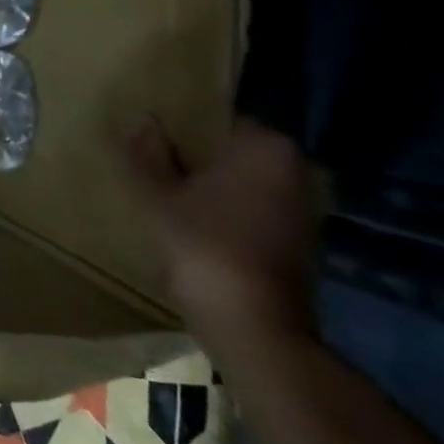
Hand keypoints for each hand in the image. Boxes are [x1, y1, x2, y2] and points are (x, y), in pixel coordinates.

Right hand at [122, 116, 323, 348]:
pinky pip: (253, 211)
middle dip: (196, 158)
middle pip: (232, 152)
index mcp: (265, 147)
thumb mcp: (158, 195)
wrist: (252, 324)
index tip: (150, 140)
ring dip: (210, 188)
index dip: (181, 128)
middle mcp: (295, 169)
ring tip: (166, 194)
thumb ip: (148, 154)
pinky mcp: (298, 242)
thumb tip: (141, 118)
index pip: (218, 119)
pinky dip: (226, 213)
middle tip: (151, 165)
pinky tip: (192, 225)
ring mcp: (302, 208)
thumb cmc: (203, 246)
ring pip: (243, 183)